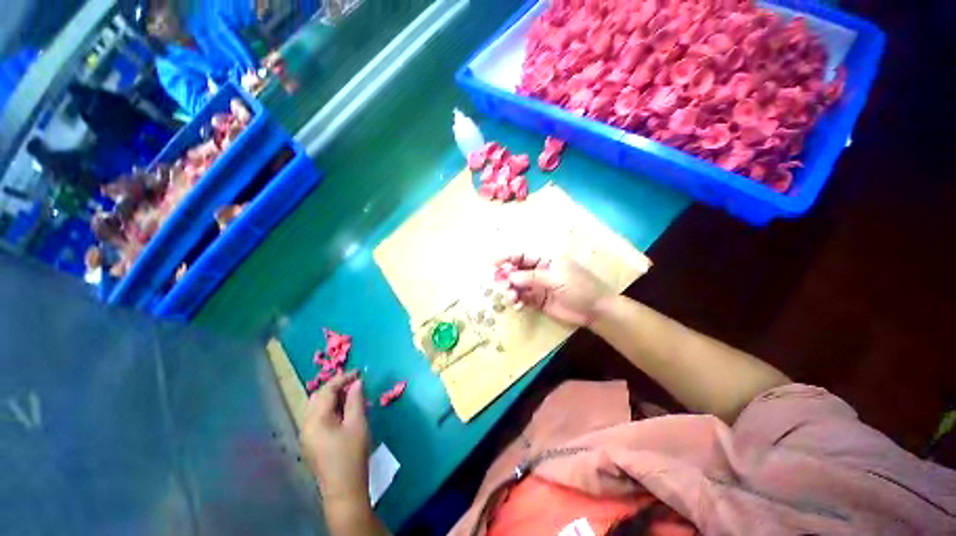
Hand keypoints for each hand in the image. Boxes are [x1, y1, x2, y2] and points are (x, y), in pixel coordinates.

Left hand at [300, 372, 368, 503]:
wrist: (344, 488)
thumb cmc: (352, 454)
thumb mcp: (357, 423)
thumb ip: (356, 400)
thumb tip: (357, 382)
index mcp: (315, 420)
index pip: (326, 391)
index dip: (342, 379)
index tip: (359, 372)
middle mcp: (305, 425)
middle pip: (317, 397)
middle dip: (335, 387)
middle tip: (355, 382)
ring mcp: (306, 435)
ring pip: (316, 407)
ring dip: (332, 397)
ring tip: (351, 395)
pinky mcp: (311, 443)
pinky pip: (317, 417)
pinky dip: (330, 408)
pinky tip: (344, 411)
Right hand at [496, 254, 613, 326]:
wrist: (595, 310)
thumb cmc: (579, 287)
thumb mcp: (556, 278)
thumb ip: (532, 277)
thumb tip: (510, 275)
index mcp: (545, 261)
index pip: (522, 256)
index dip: (507, 258)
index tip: (493, 264)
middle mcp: (539, 272)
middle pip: (516, 271)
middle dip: (506, 276)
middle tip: (501, 284)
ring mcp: (538, 287)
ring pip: (517, 286)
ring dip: (511, 290)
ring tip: (511, 297)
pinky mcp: (538, 301)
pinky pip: (523, 299)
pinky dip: (517, 301)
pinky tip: (518, 305)